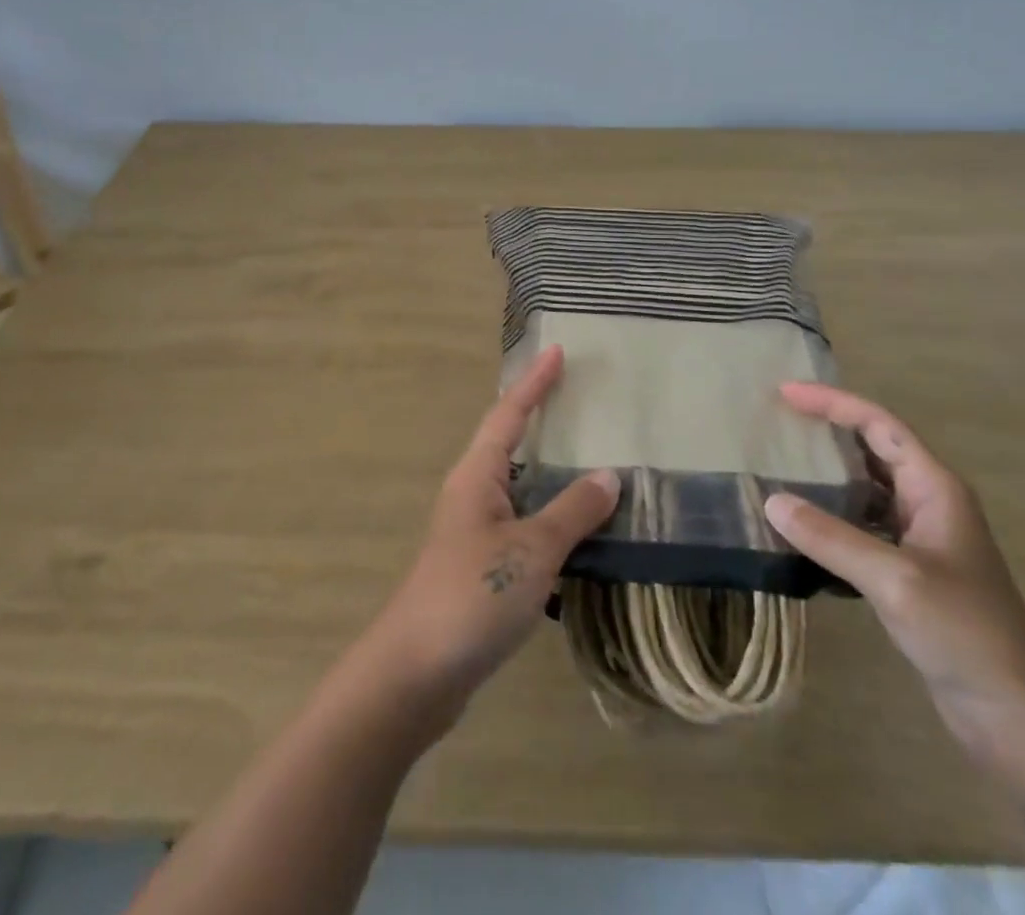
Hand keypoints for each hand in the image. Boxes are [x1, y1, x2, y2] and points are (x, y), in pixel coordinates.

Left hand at [363, 346, 619, 714]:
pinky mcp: (480, 570)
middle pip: (510, 444)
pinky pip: (523, 528)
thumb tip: (608, 475)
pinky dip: (551, 521)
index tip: (557, 351)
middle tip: (580, 400)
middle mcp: (471, 495)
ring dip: (551, 475)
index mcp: (477, 476)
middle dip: (541, 420)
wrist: (416, 674)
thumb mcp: (532, 551)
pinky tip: (579, 535)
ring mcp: (473, 534)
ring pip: (519, 490)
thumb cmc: (472, 596)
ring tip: (591, 461)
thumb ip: (572, 511)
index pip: (509, 414)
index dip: (534, 382)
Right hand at [764, 383, 1024, 757]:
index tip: (785, 393)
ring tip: (777, 465)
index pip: (879, 425)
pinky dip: (828, 517)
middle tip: (775, 423)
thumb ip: (831, 538)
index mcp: (935, 488)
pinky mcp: (908, 570)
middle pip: (871, 448)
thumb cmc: (965, 633)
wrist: (1016, 715)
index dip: (833, 403)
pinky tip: (797, 526)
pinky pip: (860, 525)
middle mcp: (928, 502)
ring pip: (864, 488)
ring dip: (824, 474)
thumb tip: (771, 501)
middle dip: (826, 430)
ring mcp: (919, 538)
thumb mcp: (895, 580)